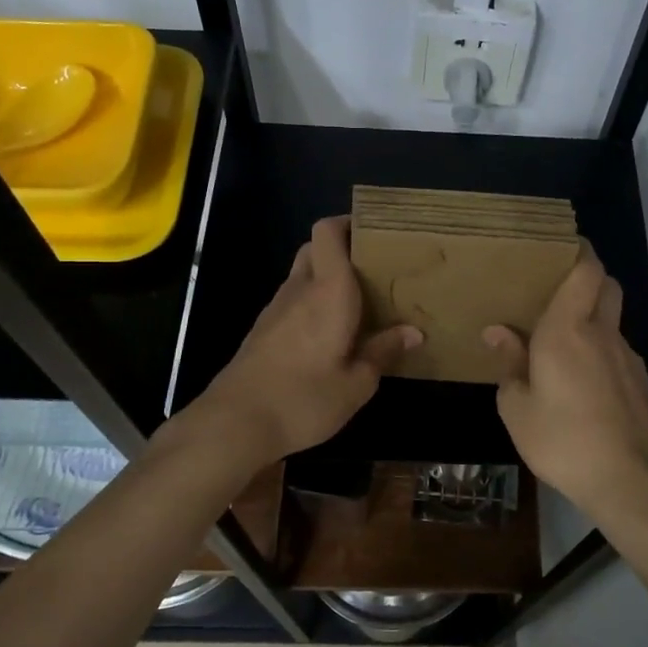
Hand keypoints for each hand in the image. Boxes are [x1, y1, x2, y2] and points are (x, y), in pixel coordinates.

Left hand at [190, 217, 420, 465]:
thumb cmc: (304, 399)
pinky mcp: (262, 331)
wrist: (234, 423)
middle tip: (372, 272)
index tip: (374, 232)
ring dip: (326, 279)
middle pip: (315, 249)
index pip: (327, 232)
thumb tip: (413, 332)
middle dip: (342, 250)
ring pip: (302, 275)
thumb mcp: (357, 384)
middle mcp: (299, 290)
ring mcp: (275, 309)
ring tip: (358, 304)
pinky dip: (311, 303)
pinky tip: (329, 335)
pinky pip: (292, 301)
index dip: (348, 223)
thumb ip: (383, 352)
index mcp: (328, 291)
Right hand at [484, 248, 647, 522]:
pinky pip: (617, 351)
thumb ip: (509, 365)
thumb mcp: (517, 409)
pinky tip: (582, 382)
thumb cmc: (563, 440)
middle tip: (554, 290)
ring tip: (562, 343)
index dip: (577, 250)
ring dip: (592, 318)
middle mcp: (602, 333)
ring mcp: (628, 357)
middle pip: (606, 285)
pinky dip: (601, 351)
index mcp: (568, 330)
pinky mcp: (641, 382)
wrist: (631, 481)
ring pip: (612, 320)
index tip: (558, 245)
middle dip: (586, 277)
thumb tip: (498, 333)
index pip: (585, 269)